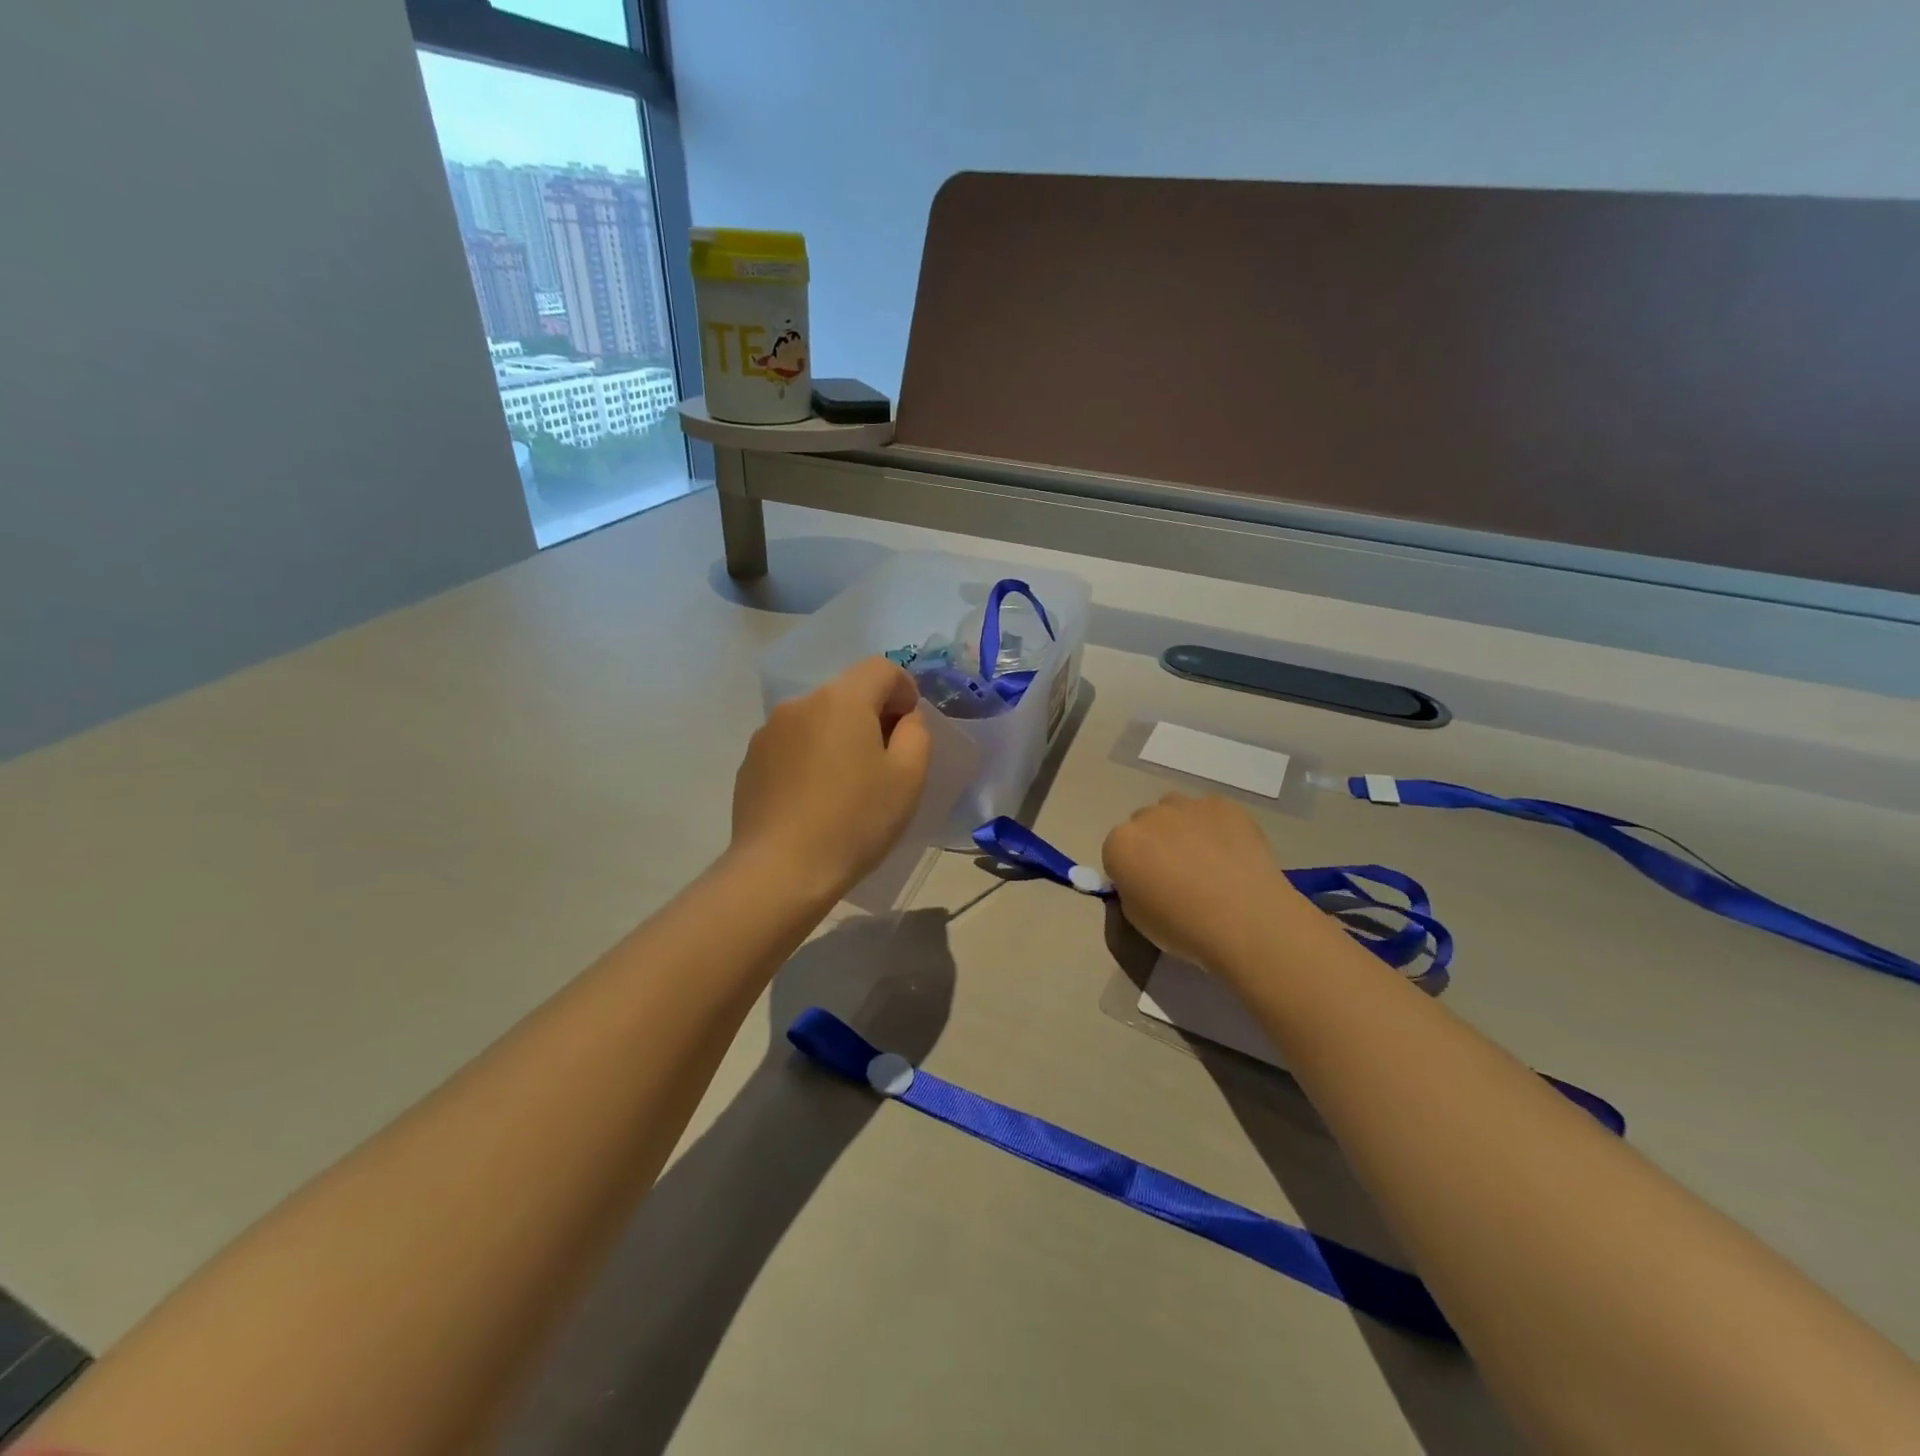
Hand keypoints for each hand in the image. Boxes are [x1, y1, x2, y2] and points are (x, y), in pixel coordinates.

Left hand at [731, 657, 932, 896]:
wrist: (781, 870)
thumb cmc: (855, 821)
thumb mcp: (908, 778)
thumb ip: (916, 733)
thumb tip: (902, 719)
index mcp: (841, 700)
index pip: (881, 668)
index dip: (904, 690)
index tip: (909, 729)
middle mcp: (800, 704)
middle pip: (847, 693)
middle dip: (871, 716)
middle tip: (884, 761)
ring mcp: (768, 732)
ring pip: (817, 720)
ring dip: (838, 737)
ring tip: (846, 785)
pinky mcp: (750, 761)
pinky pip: (792, 745)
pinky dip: (810, 758)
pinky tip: (814, 800)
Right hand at [1102, 794, 1324, 977]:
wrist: (1246, 919)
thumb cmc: (1184, 927)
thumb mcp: (1137, 919)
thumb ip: (1130, 890)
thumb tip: (1143, 880)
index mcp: (1120, 844)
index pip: (1115, 851)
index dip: (1130, 870)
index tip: (1147, 889)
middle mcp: (1149, 816)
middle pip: (1144, 824)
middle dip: (1153, 844)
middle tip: (1176, 875)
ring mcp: (1188, 806)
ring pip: (1175, 810)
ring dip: (1180, 828)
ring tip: (1205, 859)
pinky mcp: (1224, 805)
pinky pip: (1210, 812)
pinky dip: (1215, 827)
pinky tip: (1231, 853)